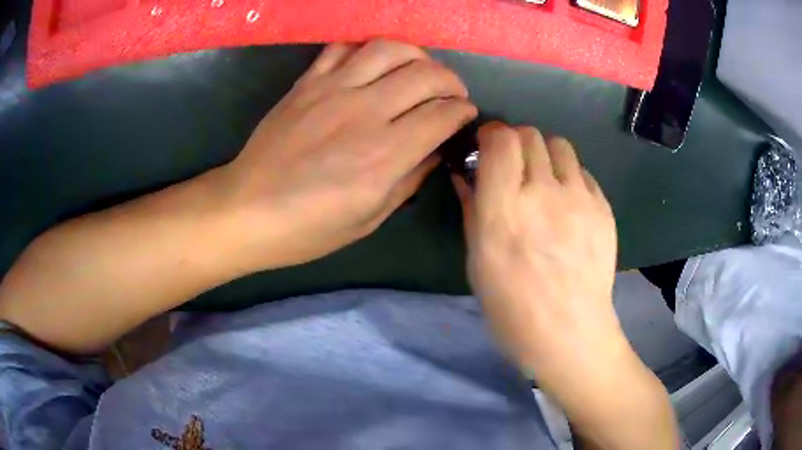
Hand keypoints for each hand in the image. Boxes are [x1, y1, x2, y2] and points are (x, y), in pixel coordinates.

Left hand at [223, 40, 476, 268]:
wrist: (246, 209)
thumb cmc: (307, 228)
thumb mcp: (368, 219)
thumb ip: (409, 179)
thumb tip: (434, 150)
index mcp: (384, 155)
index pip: (442, 115)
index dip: (463, 112)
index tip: (465, 115)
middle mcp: (364, 112)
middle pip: (426, 75)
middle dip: (451, 81)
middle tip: (452, 94)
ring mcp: (332, 90)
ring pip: (389, 49)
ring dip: (417, 55)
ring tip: (421, 70)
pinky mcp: (307, 83)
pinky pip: (343, 48)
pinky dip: (367, 49)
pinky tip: (373, 64)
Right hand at [453, 123, 623, 383]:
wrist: (570, 334)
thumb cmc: (513, 308)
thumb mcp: (478, 262)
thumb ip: (472, 209)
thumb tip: (463, 174)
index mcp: (504, 210)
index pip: (501, 138)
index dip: (492, 135)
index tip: (487, 148)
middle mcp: (543, 193)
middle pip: (530, 134)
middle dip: (516, 142)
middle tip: (513, 168)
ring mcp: (579, 198)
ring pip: (559, 144)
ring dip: (544, 154)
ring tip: (543, 180)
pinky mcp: (603, 207)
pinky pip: (582, 172)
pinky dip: (569, 177)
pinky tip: (567, 205)